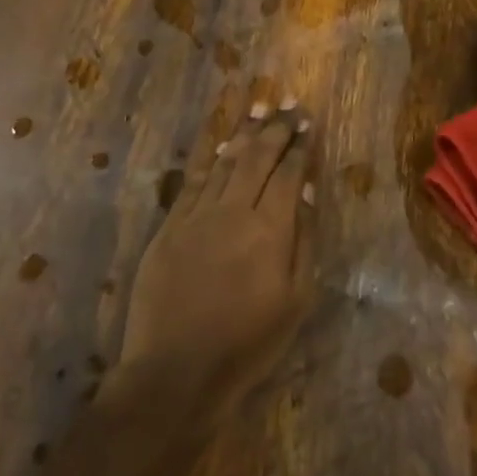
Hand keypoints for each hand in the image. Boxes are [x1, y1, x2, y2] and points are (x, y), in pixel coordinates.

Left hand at [119, 101, 317, 416]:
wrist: (177, 370)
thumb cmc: (249, 342)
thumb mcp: (296, 299)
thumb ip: (302, 240)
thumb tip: (304, 193)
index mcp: (270, 230)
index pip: (288, 174)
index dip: (299, 147)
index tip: (308, 124)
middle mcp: (233, 212)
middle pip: (256, 158)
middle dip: (274, 129)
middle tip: (287, 105)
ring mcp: (196, 217)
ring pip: (224, 162)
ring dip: (243, 133)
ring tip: (257, 108)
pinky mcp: (169, 228)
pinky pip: (192, 181)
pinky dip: (208, 157)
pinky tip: (218, 143)